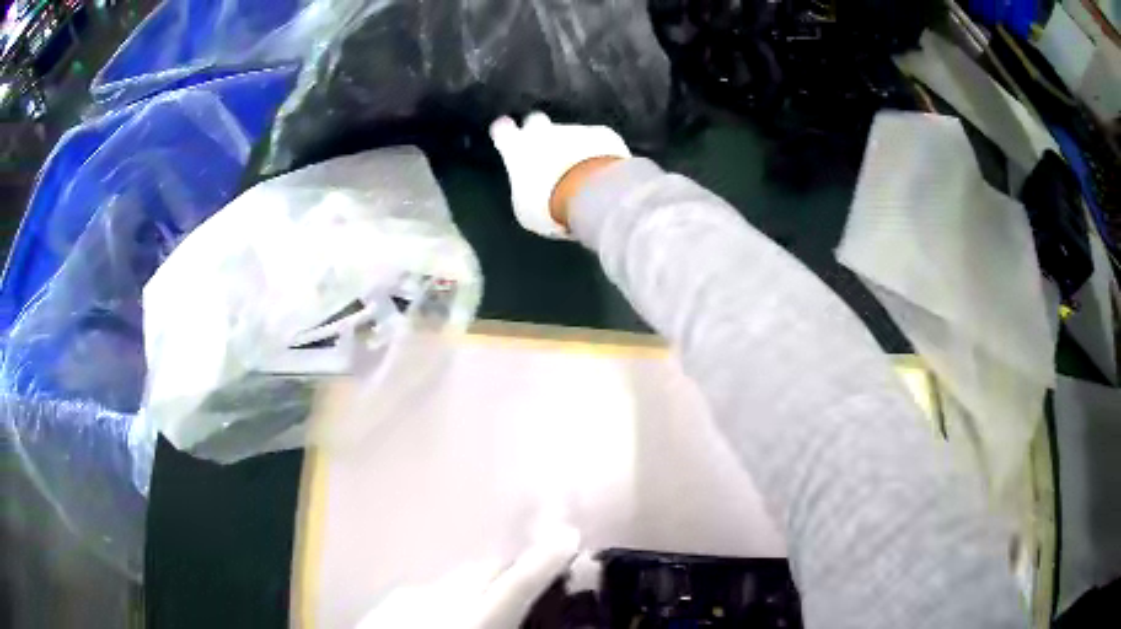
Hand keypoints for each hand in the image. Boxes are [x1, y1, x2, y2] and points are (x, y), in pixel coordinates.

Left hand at [356, 525, 579, 628]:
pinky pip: (424, 593)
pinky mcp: (384, 604)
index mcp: (473, 618)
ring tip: (481, 607)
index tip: (570, 535)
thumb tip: (534, 617)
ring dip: (474, 587)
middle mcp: (440, 598)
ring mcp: (407, 598)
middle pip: (485, 570)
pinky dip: (441, 598)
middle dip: (509, 570)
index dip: (547, 558)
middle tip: (527, 583)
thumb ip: (516, 625)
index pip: (519, 583)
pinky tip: (437, 617)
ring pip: (453, 581)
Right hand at [490, 113, 630, 238]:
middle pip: (536, 120)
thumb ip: (525, 189)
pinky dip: (599, 151)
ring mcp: (574, 129)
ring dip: (573, 147)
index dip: (505, 134)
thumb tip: (530, 190)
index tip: (509, 140)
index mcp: (516, 148)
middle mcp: (542, 131)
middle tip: (546, 154)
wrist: (592, 194)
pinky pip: (597, 139)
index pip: (502, 129)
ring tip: (582, 174)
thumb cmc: (549, 205)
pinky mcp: (602, 133)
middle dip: (539, 132)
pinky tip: (603, 172)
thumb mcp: (526, 209)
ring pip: (569, 133)